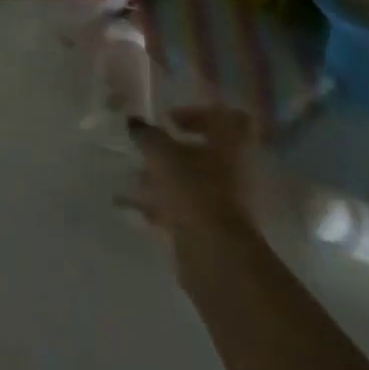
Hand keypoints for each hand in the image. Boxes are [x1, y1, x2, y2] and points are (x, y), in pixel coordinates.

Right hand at [126, 107, 262, 277]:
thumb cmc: (194, 189)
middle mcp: (235, 170)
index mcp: (230, 143)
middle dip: (173, 151)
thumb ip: (147, 135)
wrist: (215, 255)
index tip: (171, 120)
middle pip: (205, 152)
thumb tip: (134, 122)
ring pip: (193, 182)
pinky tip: (133, 207)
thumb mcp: (162, 154)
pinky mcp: (216, 230)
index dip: (197, 114)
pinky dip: (162, 206)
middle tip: (148, 150)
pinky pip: (186, 209)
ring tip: (135, 179)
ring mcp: (228, 202)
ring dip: (165, 179)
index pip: (223, 117)